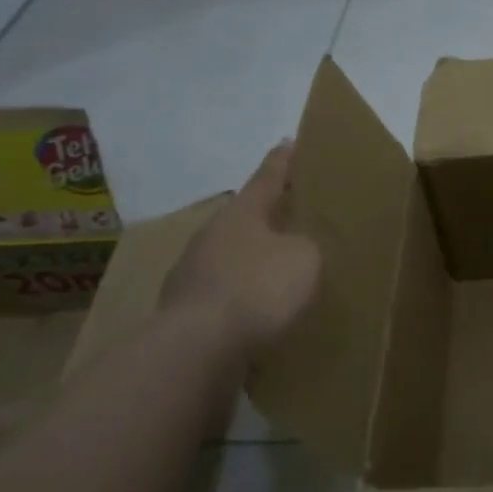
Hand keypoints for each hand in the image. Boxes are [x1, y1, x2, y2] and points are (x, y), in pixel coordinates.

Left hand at [160, 142, 320, 357]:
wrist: (197, 349)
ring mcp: (192, 274)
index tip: (290, 142)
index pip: (267, 177)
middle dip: (267, 218)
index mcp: (241, 213)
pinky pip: (224, 295)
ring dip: (253, 262)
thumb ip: (306, 246)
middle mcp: (211, 236)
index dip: (283, 161)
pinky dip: (242, 298)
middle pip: (245, 219)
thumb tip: (295, 249)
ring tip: (279, 274)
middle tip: (294, 218)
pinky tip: (260, 314)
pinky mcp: (185, 312)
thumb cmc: (257, 288)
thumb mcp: (305, 259)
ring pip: (231, 258)